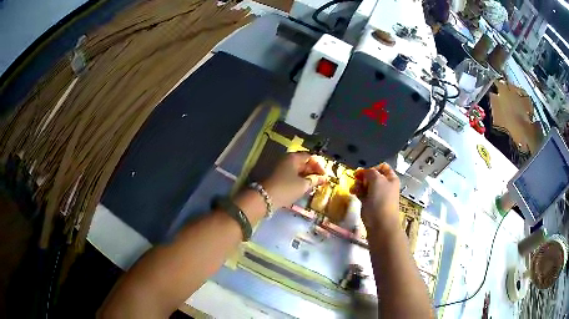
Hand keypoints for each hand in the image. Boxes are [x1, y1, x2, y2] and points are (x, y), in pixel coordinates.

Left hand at [262, 152, 326, 208]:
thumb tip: (324, 178)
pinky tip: (304, 188)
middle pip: (303, 162)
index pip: (310, 157)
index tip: (325, 176)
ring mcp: (281, 168)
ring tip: (314, 186)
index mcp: (293, 157)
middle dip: (313, 171)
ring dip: (307, 176)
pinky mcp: (278, 177)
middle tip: (321, 181)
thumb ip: (315, 180)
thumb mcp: (303, 185)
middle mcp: (287, 159)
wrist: (264, 198)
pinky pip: (292, 175)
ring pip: (298, 170)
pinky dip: (299, 180)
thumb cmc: (286, 189)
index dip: (319, 165)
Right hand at [350, 163, 399, 231]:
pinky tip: (353, 192)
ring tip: (354, 187)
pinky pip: (361, 193)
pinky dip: (357, 191)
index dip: (372, 165)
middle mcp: (384, 185)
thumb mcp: (377, 179)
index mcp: (391, 178)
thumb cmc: (382, 199)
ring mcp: (376, 194)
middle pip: (372, 175)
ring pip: (365, 184)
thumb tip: (364, 171)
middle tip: (356, 177)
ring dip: (358, 183)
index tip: (363, 168)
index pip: (382, 166)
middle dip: (363, 175)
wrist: (380, 222)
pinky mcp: (369, 202)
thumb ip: (370, 171)